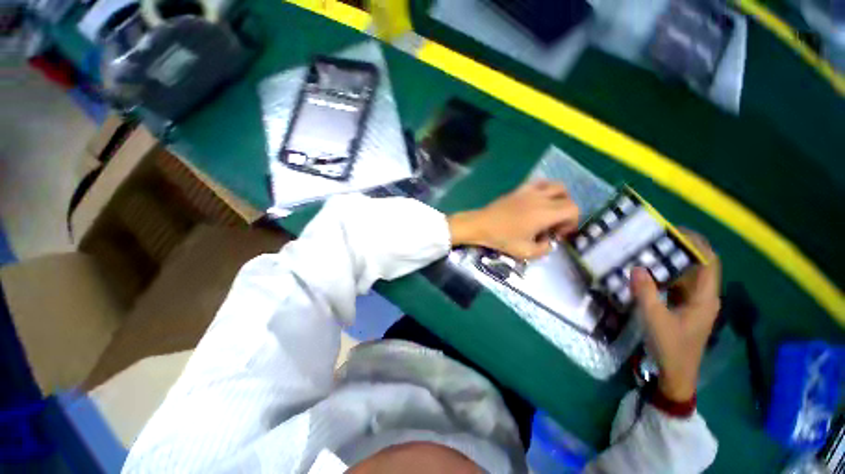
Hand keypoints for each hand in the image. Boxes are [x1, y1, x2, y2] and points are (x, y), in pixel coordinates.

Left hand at [447, 180, 578, 258]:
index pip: (573, 209)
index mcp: (545, 213)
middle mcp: (541, 198)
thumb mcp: (525, 252)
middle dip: (566, 212)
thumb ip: (544, 250)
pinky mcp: (519, 189)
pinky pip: (539, 182)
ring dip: (559, 198)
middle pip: (567, 197)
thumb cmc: (502, 238)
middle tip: (554, 225)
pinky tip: (536, 201)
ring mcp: (529, 191)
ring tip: (549, 211)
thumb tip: (548, 242)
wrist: (481, 225)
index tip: (557, 234)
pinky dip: (545, 189)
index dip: (572, 222)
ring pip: (556, 186)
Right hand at [631, 231, 720, 401]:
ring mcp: (694, 303)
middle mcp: (703, 297)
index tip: (675, 231)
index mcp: (705, 298)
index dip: (697, 244)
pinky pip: (676, 286)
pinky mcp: (684, 308)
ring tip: (647, 252)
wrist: (676, 374)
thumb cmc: (671, 347)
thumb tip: (637, 267)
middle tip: (654, 239)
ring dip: (670, 263)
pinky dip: (664, 276)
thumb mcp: (655, 319)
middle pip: (698, 266)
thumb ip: (646, 293)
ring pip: (686, 276)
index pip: (709, 262)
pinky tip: (647, 274)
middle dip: (679, 250)